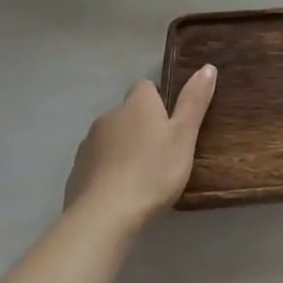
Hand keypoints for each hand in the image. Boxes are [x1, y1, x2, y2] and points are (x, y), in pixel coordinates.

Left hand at [64, 66, 216, 230]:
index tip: (172, 122)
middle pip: (128, 112)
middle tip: (162, 151)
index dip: (159, 100)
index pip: (146, 87)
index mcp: (137, 104)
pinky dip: (108, 170)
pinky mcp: (75, 171)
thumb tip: (207, 67)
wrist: (103, 216)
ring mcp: (88, 144)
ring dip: (124, 148)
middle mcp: (109, 116)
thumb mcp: (184, 136)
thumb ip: (194, 101)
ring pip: (111, 138)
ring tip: (142, 175)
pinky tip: (120, 192)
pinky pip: (97, 162)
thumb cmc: (153, 172)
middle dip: (141, 126)